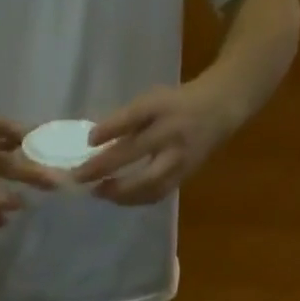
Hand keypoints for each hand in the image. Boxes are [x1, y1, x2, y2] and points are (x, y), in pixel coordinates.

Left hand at [72, 81, 238, 204]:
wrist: (219, 110)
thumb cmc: (177, 105)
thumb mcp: (153, 101)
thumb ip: (128, 120)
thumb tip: (95, 144)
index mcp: (162, 108)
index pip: (134, 116)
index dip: (111, 128)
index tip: (89, 141)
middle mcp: (171, 134)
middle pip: (135, 153)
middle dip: (105, 168)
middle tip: (80, 178)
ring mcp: (178, 160)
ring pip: (147, 183)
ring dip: (119, 192)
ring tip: (98, 192)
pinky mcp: (183, 177)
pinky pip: (156, 194)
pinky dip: (134, 199)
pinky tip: (118, 199)